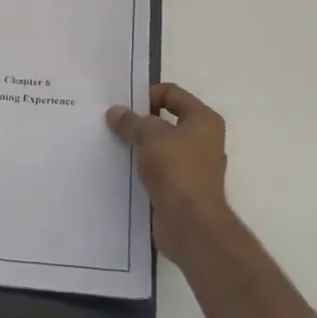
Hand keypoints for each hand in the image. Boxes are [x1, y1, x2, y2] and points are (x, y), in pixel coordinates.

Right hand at [106, 82, 230, 260]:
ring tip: (113, 147)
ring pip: (161, 147)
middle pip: (166, 120)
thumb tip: (116, 112)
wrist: (190, 224)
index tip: (123, 107)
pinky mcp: (183, 188)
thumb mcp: (149, 137)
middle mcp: (204, 140)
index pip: (172, 93)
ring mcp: (194, 166)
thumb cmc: (176, 170)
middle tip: (113, 125)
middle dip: (140, 122)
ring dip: (140, 147)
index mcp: (203, 120)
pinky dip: (143, 168)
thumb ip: (131, 122)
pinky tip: (122, 170)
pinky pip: (159, 169)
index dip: (147, 95)